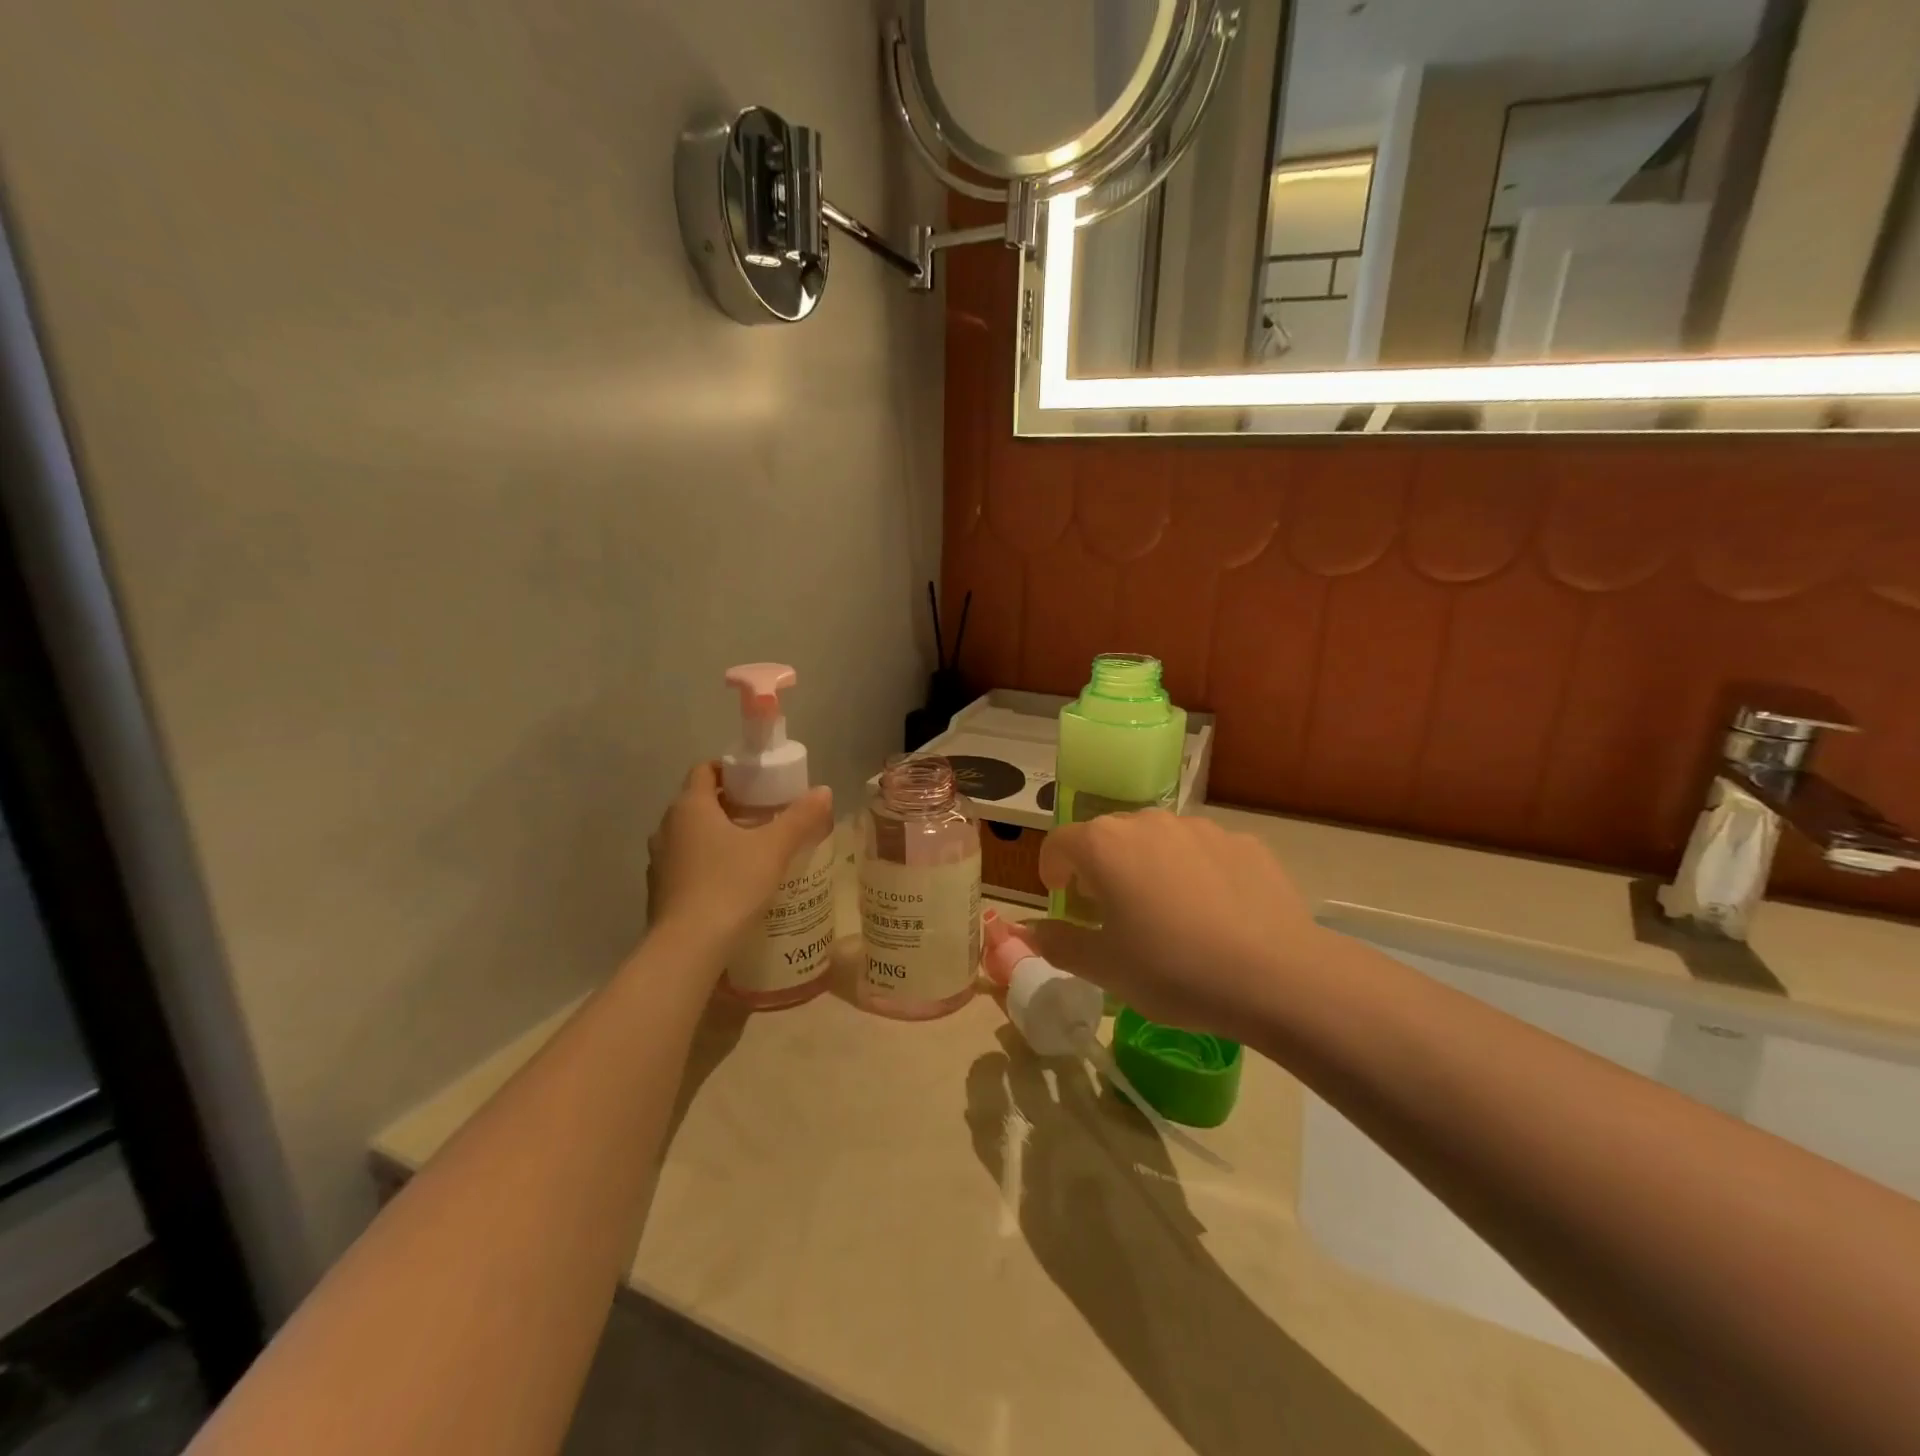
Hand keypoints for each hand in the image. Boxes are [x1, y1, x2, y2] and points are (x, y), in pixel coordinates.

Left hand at [646, 762, 833, 958]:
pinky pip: (686, 864)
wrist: (688, 948)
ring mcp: (659, 861)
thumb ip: (800, 817)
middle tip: (766, 815)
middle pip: (699, 802)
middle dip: (731, 804)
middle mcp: (666, 827)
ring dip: (718, 836)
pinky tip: (733, 882)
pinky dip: (707, 864)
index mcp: (690, 806)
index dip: (731, 770)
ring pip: (691, 835)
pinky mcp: (659, 891)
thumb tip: (823, 791)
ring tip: (753, 850)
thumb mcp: (774, 849)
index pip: (705, 770)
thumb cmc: (730, 885)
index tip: (759, 782)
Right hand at [1015, 812, 1328, 1042]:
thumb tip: (1029, 934)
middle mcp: (1148, 822)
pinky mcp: (1243, 842)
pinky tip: (1214, 914)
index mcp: (1105, 845)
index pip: (1059, 843)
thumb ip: (1059, 944)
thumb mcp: (1105, 968)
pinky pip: (1202, 852)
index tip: (1064, 900)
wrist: (1277, 976)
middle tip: (1111, 913)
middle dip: (1099, 869)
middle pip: (1108, 837)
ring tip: (1167, 914)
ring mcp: (1200, 828)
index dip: (1052, 871)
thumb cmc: (1173, 970)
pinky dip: (1194, 872)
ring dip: (1147, 867)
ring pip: (1157, 841)